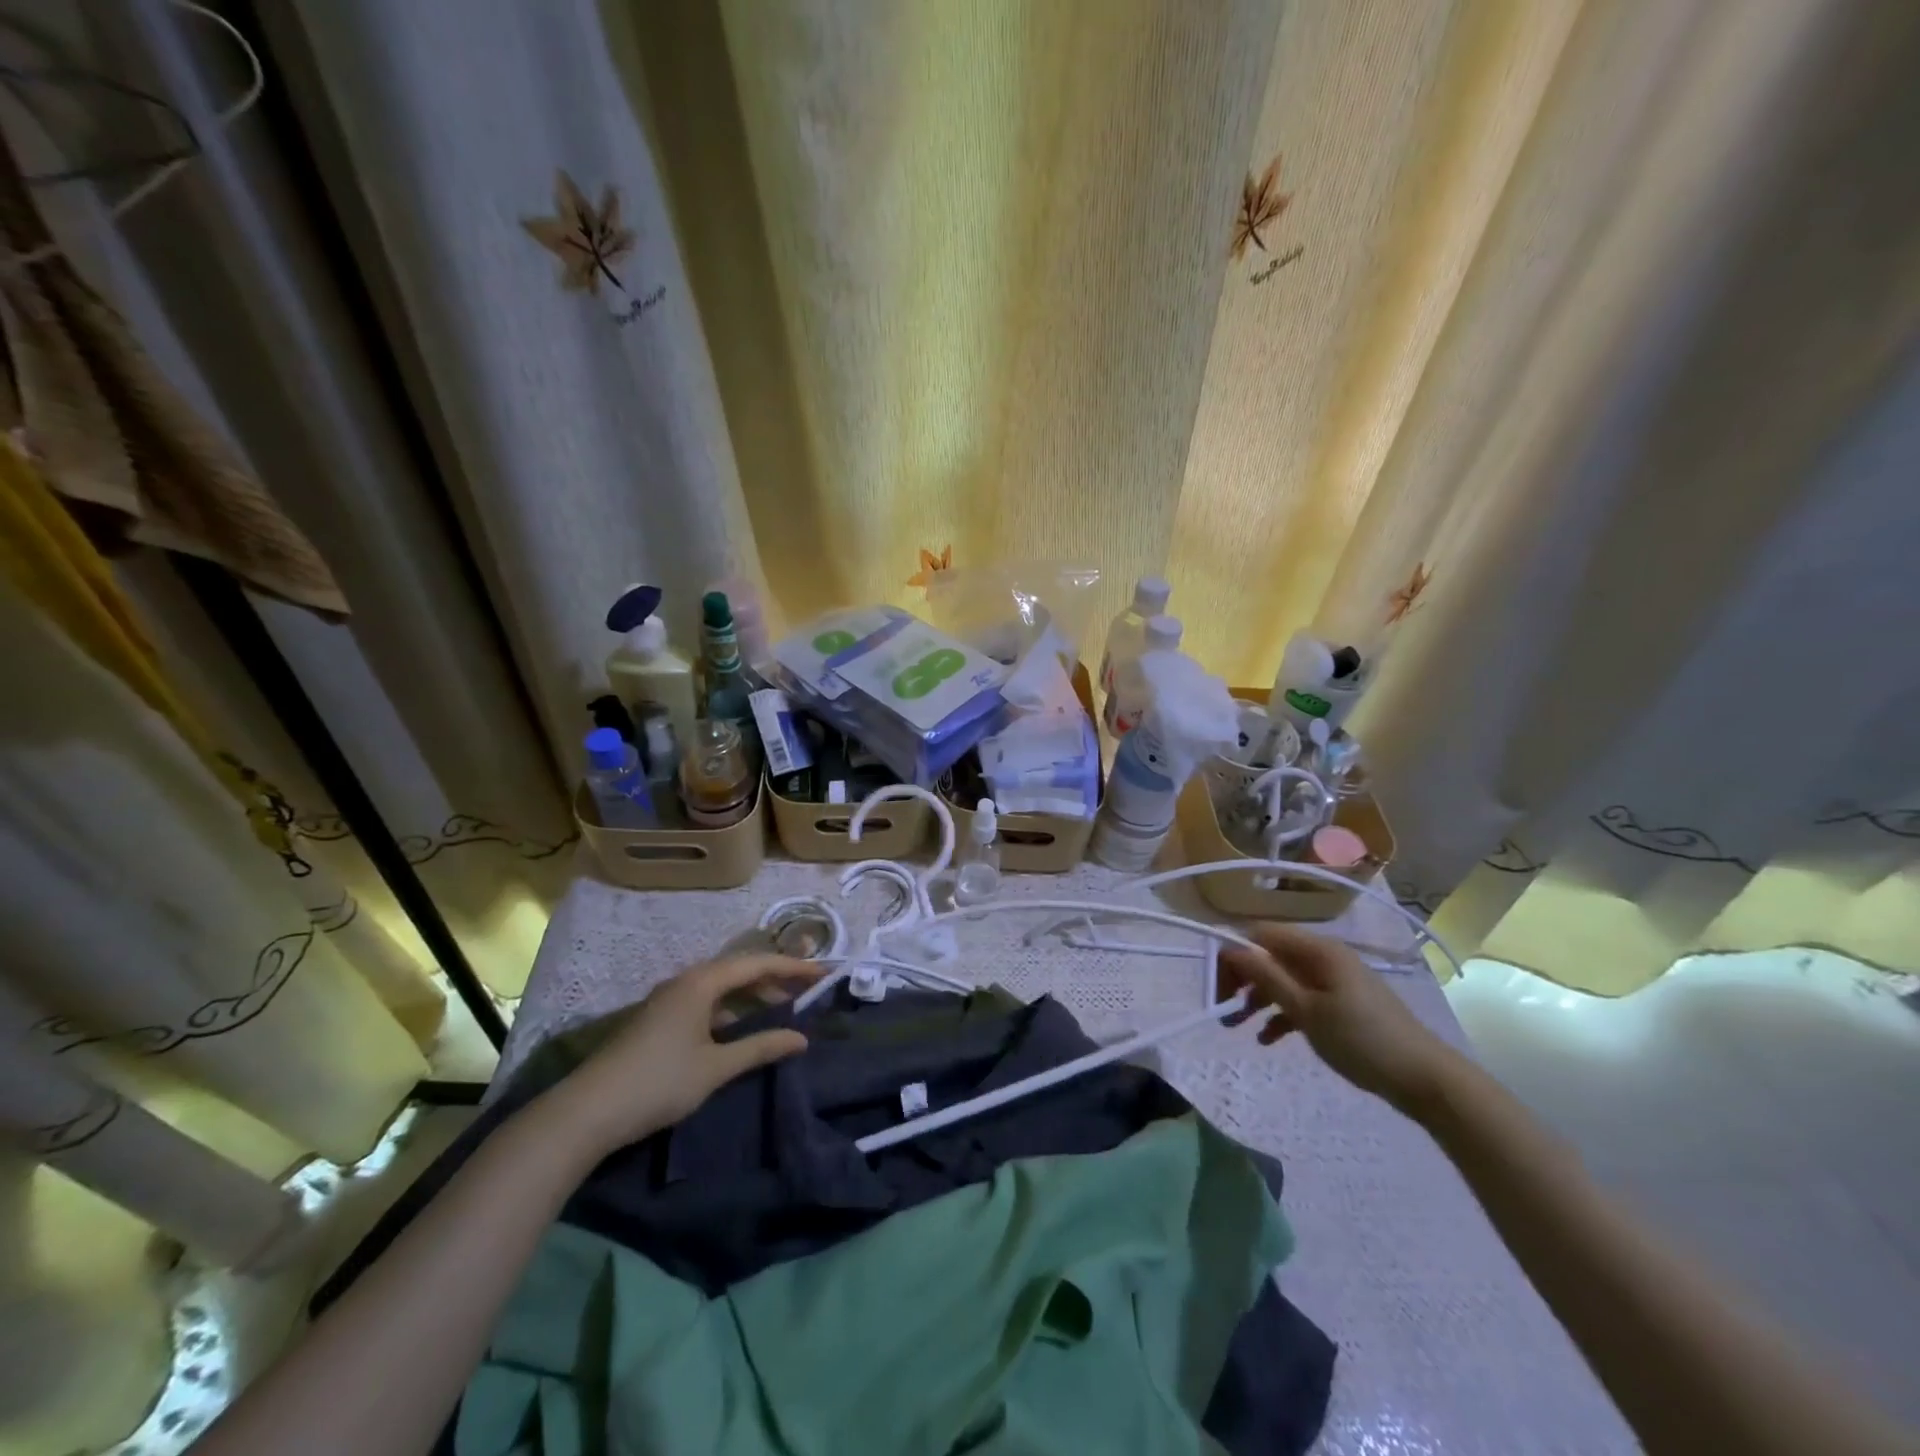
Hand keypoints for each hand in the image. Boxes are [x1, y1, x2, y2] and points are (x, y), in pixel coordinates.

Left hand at [541, 954, 822, 1156]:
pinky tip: (738, 1029)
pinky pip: (705, 1001)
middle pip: (738, 969)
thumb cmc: (658, 1082)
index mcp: (702, 982)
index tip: (823, 973)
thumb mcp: (716, 1067)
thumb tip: (802, 1038)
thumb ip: (760, 1048)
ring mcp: (668, 1000)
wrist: (586, 1112)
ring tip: (778, 1008)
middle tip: (805, 991)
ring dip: (751, 994)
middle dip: (774, 978)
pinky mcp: (658, 1019)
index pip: (757, 963)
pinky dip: (730, 1008)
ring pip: (720, 986)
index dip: (793, 967)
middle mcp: (685, 981)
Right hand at [1218, 924, 1463, 1115]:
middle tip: (1222, 1008)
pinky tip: (1268, 1039)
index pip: (1260, 935)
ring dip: (1256, 999)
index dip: (1233, 954)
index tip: (1216, 986)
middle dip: (1242, 979)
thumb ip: (1267, 977)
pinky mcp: (1341, 1002)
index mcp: (1317, 950)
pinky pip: (1301, 998)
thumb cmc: (1361, 1040)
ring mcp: (1334, 980)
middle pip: (1269, 956)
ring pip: (1282, 979)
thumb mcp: (1306, 1011)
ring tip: (1236, 1027)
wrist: (1425, 1079)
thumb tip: (1230, 949)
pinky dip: (1281, 1013)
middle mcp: (1323, 957)